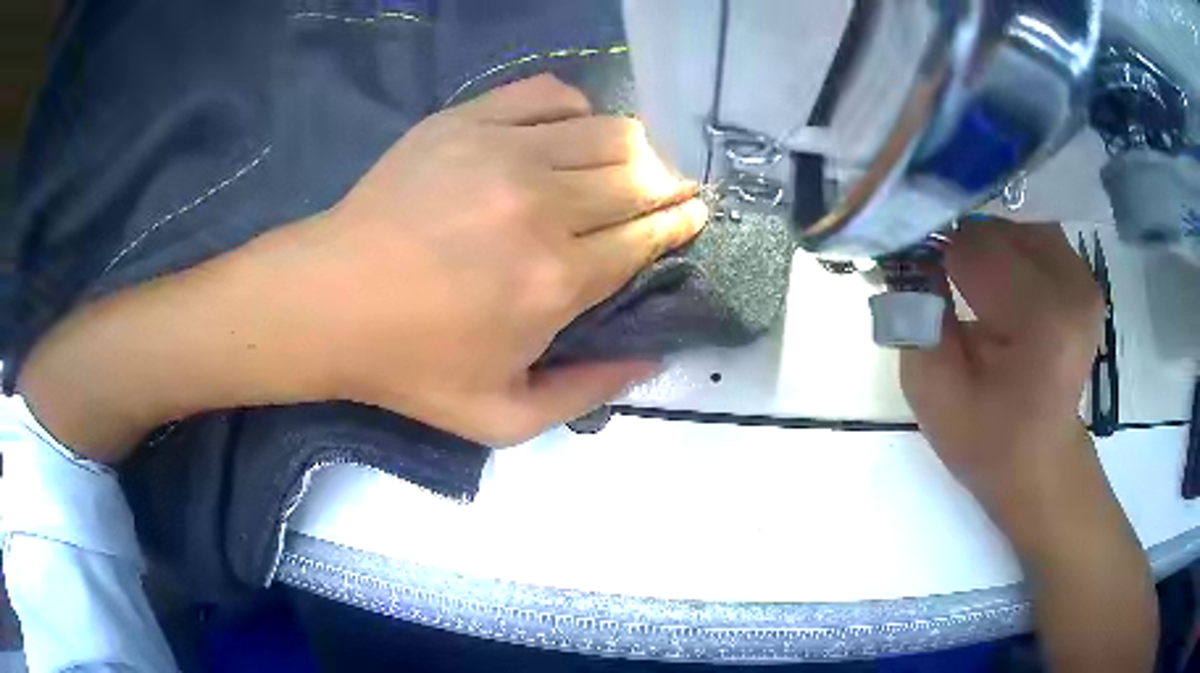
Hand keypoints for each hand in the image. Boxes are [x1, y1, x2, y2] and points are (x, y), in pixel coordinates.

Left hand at [297, 74, 704, 443]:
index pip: (650, 235)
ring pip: (609, 131)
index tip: (694, 214)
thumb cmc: (410, 364)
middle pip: (640, 177)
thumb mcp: (501, 417)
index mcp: (558, 280)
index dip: (682, 221)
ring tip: (625, 165)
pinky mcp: (468, 121)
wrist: (328, 301)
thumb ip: (586, 393)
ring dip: (633, 149)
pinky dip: (576, 109)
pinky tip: (567, 132)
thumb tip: (651, 359)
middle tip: (666, 192)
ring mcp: (504, 152)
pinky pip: (550, 95)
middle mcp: (545, 206)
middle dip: (668, 185)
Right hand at [900, 220, 1102, 502]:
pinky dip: (1008, 252)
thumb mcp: (933, 392)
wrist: (1041, 463)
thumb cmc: (987, 440)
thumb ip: (914, 317)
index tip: (915, 279)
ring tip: (973, 291)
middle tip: (941, 288)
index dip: (934, 254)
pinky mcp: (1084, 277)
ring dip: (984, 250)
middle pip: (993, 230)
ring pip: (1012, 226)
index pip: (971, 245)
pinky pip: (1033, 236)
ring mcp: (1082, 277)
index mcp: (1041, 319)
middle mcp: (1071, 284)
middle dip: (959, 250)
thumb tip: (904, 251)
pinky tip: (1001, 288)